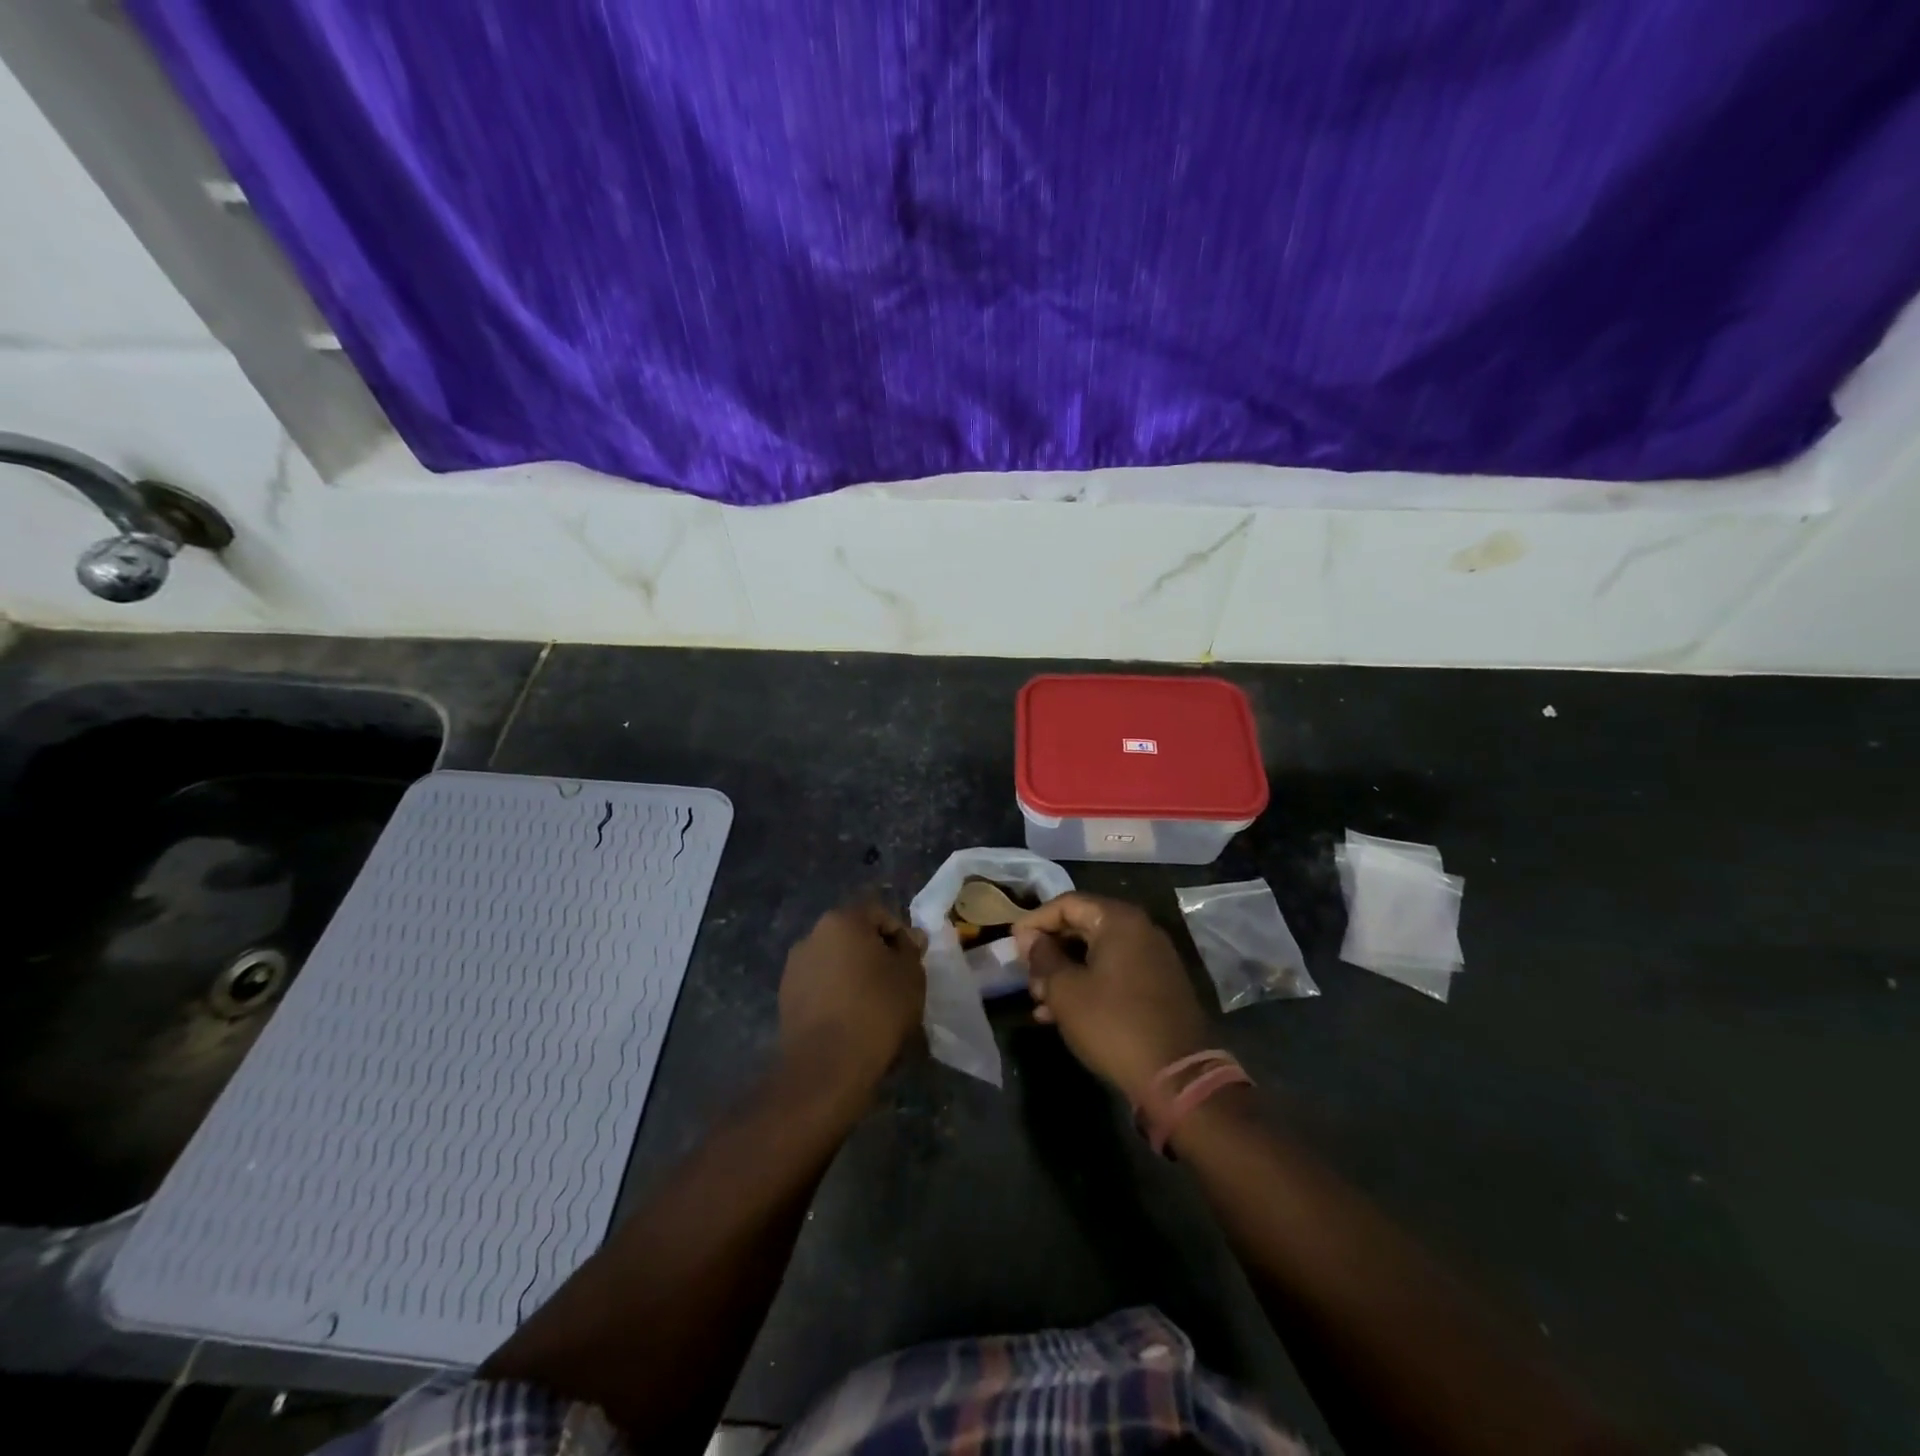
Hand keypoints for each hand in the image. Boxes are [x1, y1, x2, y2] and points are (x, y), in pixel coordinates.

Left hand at [779, 900, 926, 1094]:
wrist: (826, 1066)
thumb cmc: (876, 1010)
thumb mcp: (910, 976)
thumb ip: (911, 950)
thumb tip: (911, 937)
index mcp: (841, 920)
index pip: (879, 914)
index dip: (900, 935)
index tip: (912, 964)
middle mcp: (812, 936)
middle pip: (853, 936)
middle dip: (875, 955)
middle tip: (896, 983)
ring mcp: (794, 968)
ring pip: (835, 963)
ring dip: (853, 976)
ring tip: (873, 1006)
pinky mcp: (785, 999)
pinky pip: (820, 987)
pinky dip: (836, 996)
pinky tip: (850, 1021)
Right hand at [1013, 893, 1211, 1103]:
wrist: (1177, 1077)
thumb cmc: (1113, 1024)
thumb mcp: (1066, 991)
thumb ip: (1043, 958)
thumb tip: (1029, 938)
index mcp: (1119, 920)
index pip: (1067, 904)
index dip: (1035, 921)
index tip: (1013, 944)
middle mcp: (1140, 930)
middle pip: (1083, 926)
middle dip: (1050, 951)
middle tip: (1027, 977)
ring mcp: (1153, 959)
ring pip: (1097, 954)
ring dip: (1065, 973)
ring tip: (1040, 1002)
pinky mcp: (1159, 987)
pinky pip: (1115, 973)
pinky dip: (1088, 985)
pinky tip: (1064, 1015)